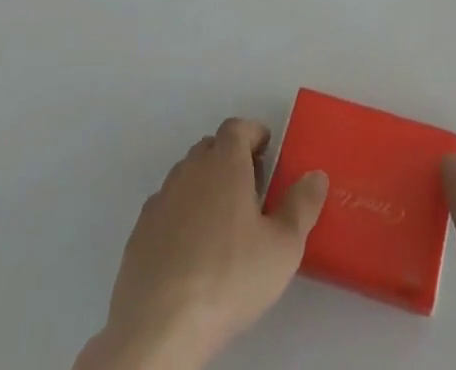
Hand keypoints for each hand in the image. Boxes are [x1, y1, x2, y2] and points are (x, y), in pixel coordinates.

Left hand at [77, 118, 327, 369]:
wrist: (159, 329)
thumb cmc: (229, 277)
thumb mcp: (283, 247)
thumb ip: (303, 206)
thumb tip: (316, 176)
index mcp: (224, 162)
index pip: (238, 127)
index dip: (254, 135)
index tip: (268, 154)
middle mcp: (190, 170)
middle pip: (211, 148)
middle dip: (231, 160)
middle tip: (251, 191)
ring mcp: (160, 201)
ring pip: (186, 178)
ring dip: (204, 187)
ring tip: (222, 224)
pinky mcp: (138, 234)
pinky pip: (166, 210)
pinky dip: (181, 217)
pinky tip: (191, 252)